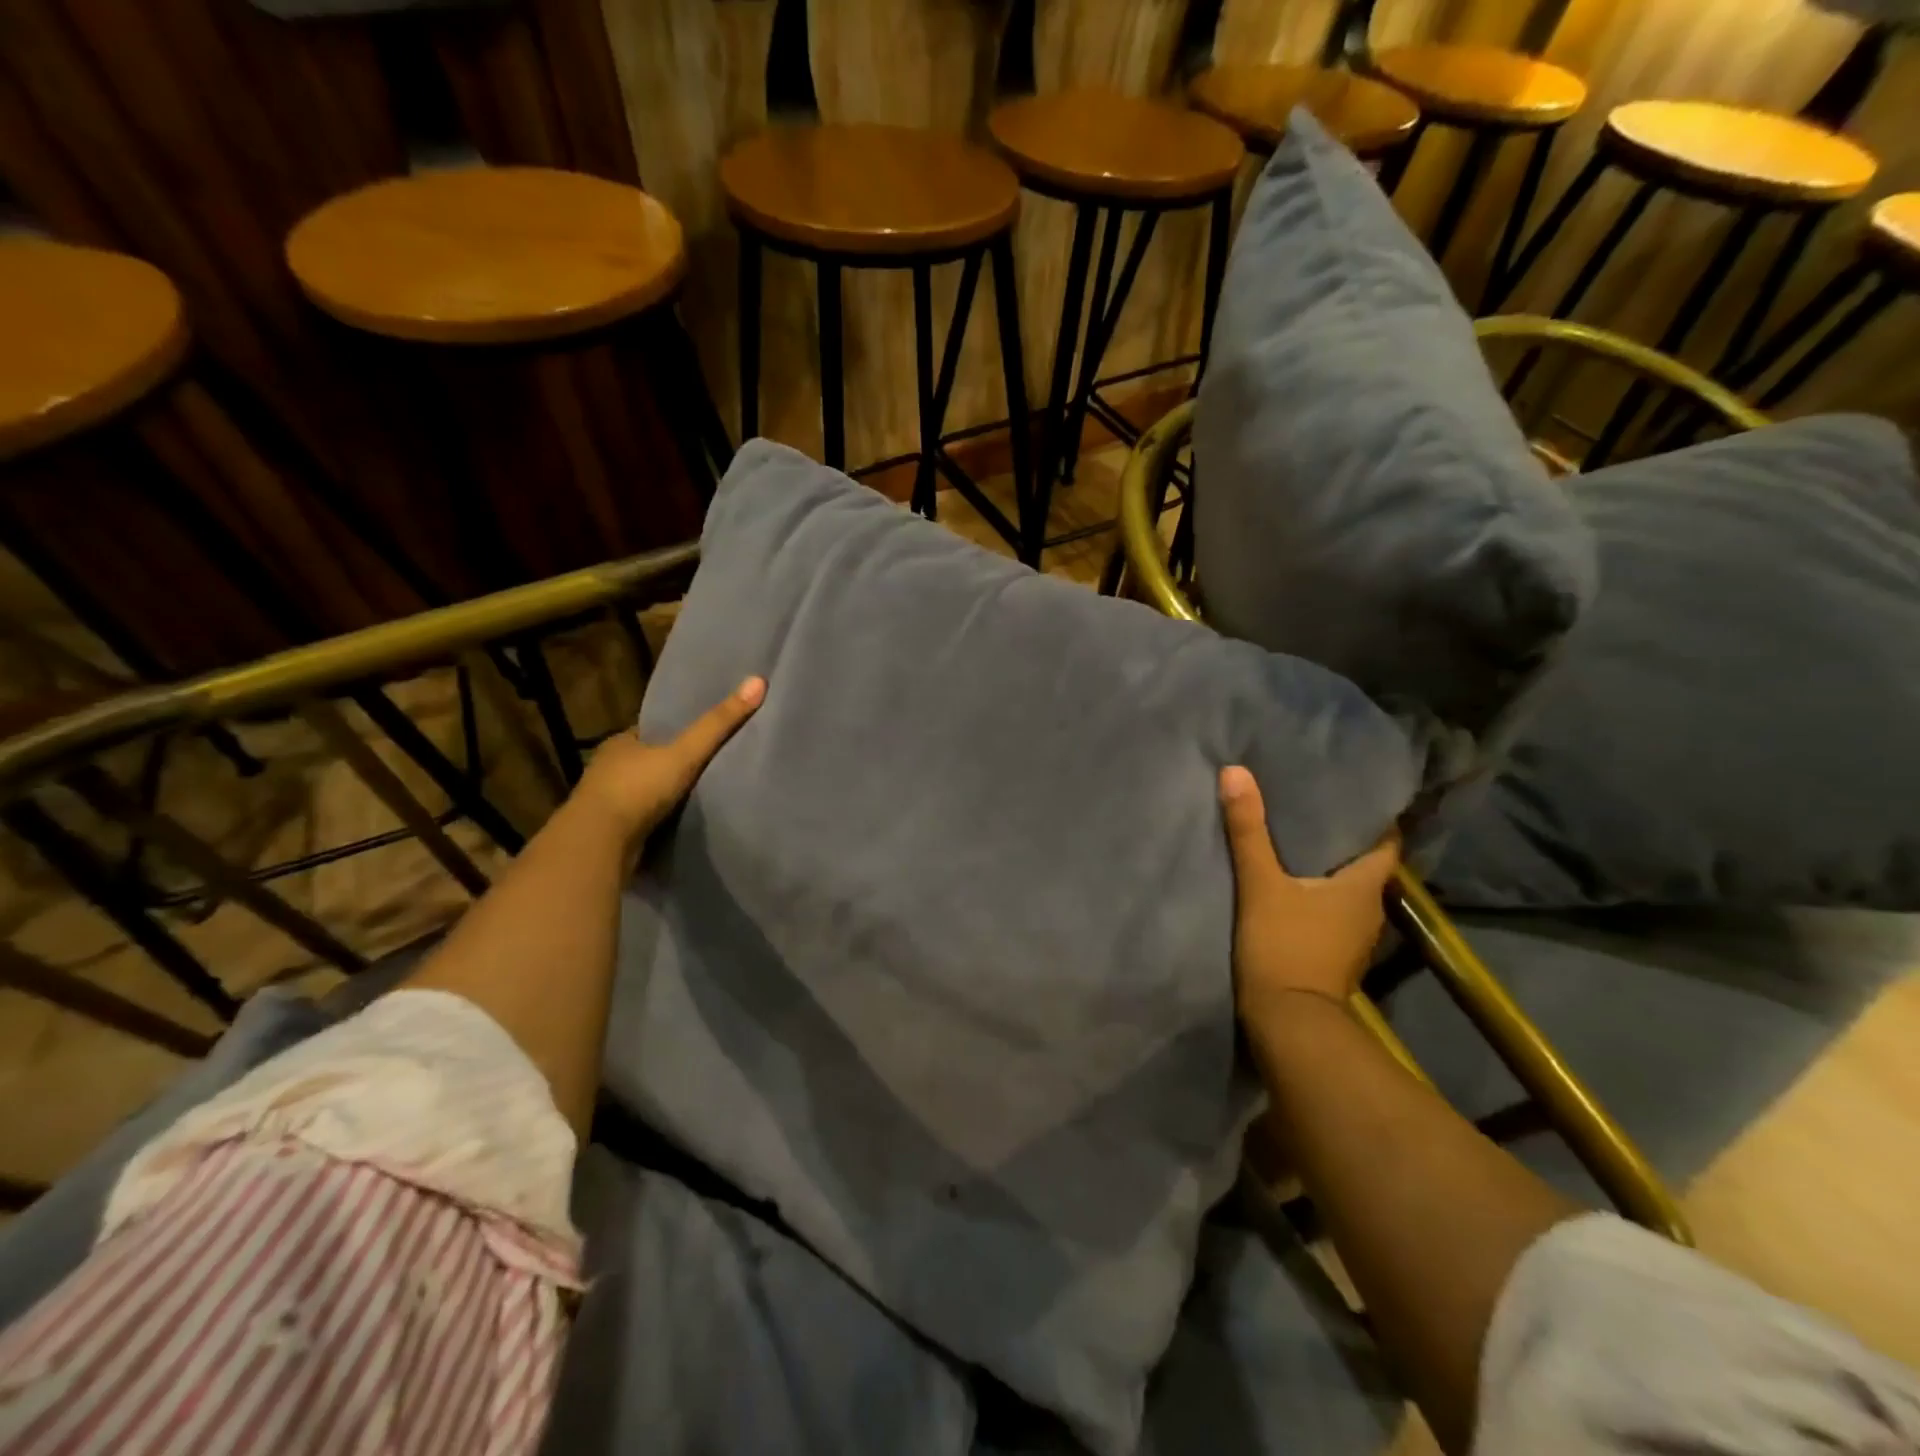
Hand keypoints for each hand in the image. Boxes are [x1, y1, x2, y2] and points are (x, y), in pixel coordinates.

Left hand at [573, 675, 764, 842]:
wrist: (598, 844)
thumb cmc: (637, 789)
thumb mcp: (684, 753)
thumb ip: (718, 724)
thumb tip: (757, 681)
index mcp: (620, 744)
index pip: (650, 732)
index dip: (673, 733)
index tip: (698, 737)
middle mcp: (608, 769)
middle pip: (646, 761)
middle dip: (668, 765)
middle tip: (703, 767)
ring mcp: (606, 802)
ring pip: (641, 791)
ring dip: (661, 795)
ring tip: (696, 796)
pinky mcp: (610, 831)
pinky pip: (640, 818)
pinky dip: (656, 819)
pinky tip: (677, 821)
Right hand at [1218, 765, 1398, 1020]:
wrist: (1287, 1022)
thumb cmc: (1284, 946)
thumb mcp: (1260, 883)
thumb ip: (1249, 830)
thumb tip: (1236, 771)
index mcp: (1363, 887)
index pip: (1385, 842)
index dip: (1373, 817)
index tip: (1349, 792)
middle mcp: (1368, 909)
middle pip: (1363, 863)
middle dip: (1342, 836)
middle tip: (1311, 805)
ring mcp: (1352, 936)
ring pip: (1345, 888)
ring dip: (1327, 866)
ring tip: (1295, 837)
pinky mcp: (1331, 953)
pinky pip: (1329, 910)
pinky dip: (1315, 892)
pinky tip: (1289, 881)